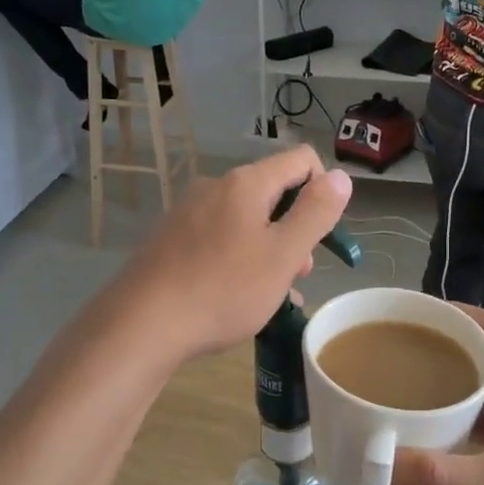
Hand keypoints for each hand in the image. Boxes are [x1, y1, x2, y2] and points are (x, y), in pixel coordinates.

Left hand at [120, 146, 351, 360]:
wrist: (142, 324)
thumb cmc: (223, 289)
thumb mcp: (282, 255)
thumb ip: (316, 213)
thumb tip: (341, 176)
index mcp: (245, 183)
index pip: (301, 160)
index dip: (324, 190)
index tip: (322, 235)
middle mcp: (214, 187)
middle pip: (273, 192)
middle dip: (295, 229)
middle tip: (297, 275)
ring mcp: (188, 213)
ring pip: (245, 221)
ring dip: (268, 250)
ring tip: (270, 295)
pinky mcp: (170, 240)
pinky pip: (219, 239)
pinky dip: (238, 260)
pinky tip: (237, 298)